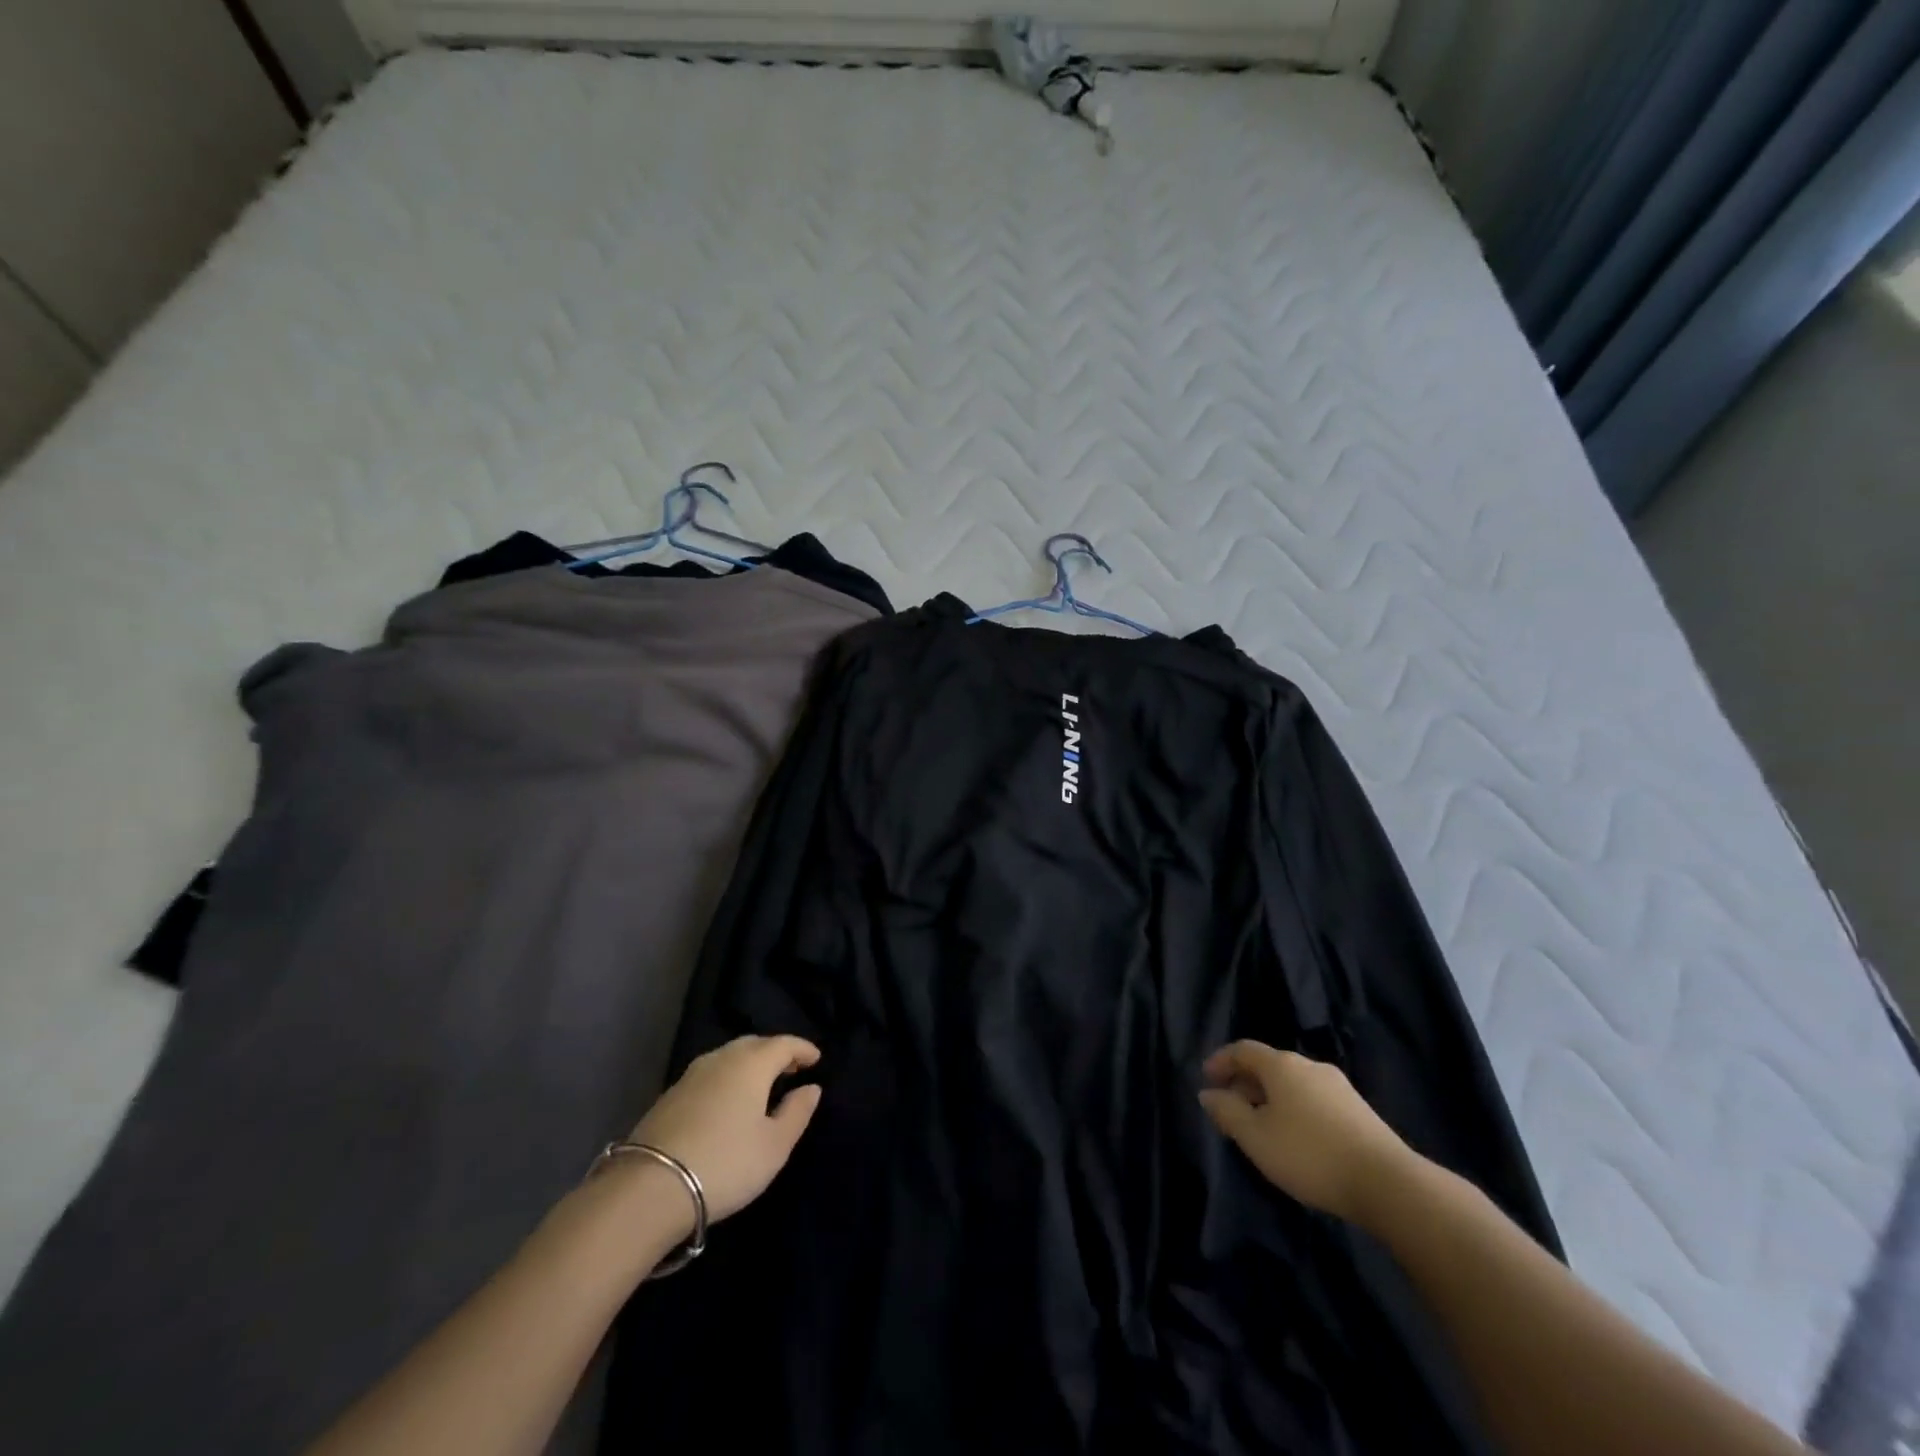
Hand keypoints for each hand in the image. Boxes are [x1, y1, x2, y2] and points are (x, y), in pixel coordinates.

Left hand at [628, 1035, 824, 1222]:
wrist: (650, 1188)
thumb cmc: (726, 1163)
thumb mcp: (774, 1146)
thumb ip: (797, 1112)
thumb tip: (811, 1088)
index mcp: (752, 1063)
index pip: (784, 1043)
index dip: (803, 1049)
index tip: (816, 1059)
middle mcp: (722, 1058)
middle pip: (755, 1044)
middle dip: (775, 1053)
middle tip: (791, 1069)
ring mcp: (691, 1075)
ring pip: (729, 1057)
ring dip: (749, 1064)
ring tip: (761, 1085)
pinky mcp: (669, 1095)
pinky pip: (710, 1074)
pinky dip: (727, 1078)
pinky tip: (727, 1101)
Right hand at [1198, 1041, 1413, 1225]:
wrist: (1388, 1183)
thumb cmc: (1309, 1154)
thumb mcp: (1255, 1137)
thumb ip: (1227, 1112)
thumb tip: (1208, 1093)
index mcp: (1281, 1065)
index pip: (1243, 1050)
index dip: (1221, 1061)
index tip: (1207, 1079)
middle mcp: (1309, 1065)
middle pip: (1269, 1065)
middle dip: (1246, 1082)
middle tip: (1231, 1108)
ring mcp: (1339, 1086)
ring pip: (1293, 1083)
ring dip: (1271, 1098)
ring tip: (1263, 1127)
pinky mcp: (1359, 1110)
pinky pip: (1314, 1099)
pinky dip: (1295, 1109)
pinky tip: (1297, 1138)